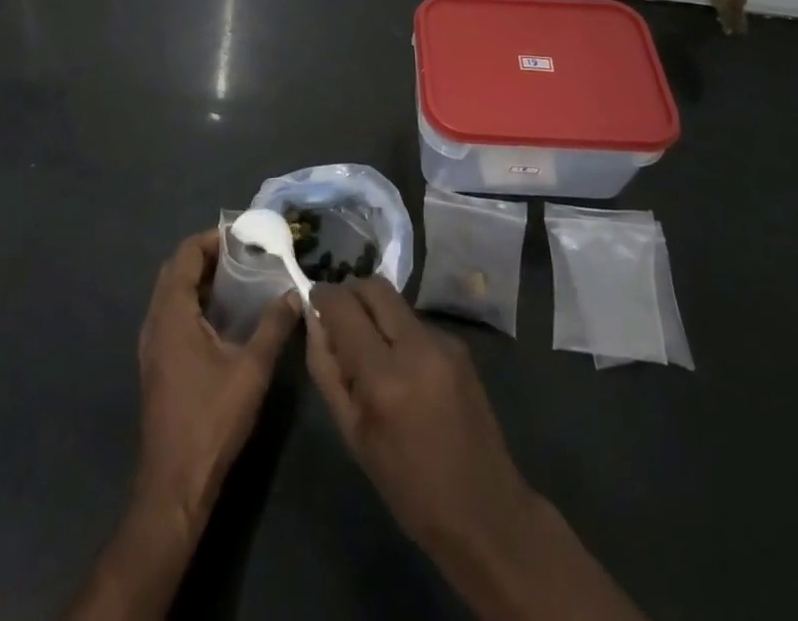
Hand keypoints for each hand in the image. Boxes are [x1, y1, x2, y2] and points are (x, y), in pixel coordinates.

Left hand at [135, 230, 301, 536]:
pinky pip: (172, 315)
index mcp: (171, 313)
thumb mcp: (251, 369)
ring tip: (239, 278)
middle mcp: (155, 321)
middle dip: (207, 256)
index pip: (185, 254)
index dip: (212, 239)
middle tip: (244, 254)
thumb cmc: (211, 419)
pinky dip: (194, 302)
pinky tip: (223, 317)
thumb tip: (295, 293)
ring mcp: (152, 344)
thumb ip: (274, 326)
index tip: (243, 236)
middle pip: (175, 270)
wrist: (174, 485)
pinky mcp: (156, 364)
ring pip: (172, 294)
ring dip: (200, 279)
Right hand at [305, 277, 535, 555]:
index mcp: (384, 377)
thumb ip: (327, 370)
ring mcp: (444, 342)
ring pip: (396, 303)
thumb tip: (314, 320)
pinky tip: (401, 367)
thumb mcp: (352, 434)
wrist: (484, 511)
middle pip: (375, 286)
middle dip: (351, 292)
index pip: (344, 306)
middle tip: (338, 316)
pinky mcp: (460, 346)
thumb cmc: (407, 485)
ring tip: (369, 349)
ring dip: (375, 313)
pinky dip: (399, 332)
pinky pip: (416, 323)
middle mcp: (417, 346)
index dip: (323, 295)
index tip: (313, 299)